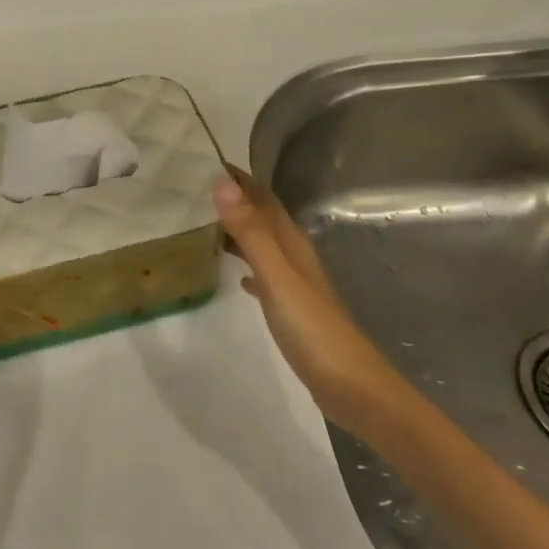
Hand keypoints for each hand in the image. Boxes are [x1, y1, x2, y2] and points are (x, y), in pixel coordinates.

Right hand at [213, 166, 391, 430]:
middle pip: (263, 218)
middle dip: (235, 201)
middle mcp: (295, 257)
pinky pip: (265, 276)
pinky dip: (248, 267)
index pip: (264, 199)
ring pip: (263, 245)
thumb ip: (251, 233)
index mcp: (292, 244)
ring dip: (239, 232)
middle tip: (194, 190)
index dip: (240, 179)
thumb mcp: (277, 277)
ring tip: (205, 225)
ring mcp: (296, 285)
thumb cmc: (314, 331)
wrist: (353, 389)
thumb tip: (223, 183)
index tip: (206, 160)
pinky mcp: (293, 311)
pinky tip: (237, 276)